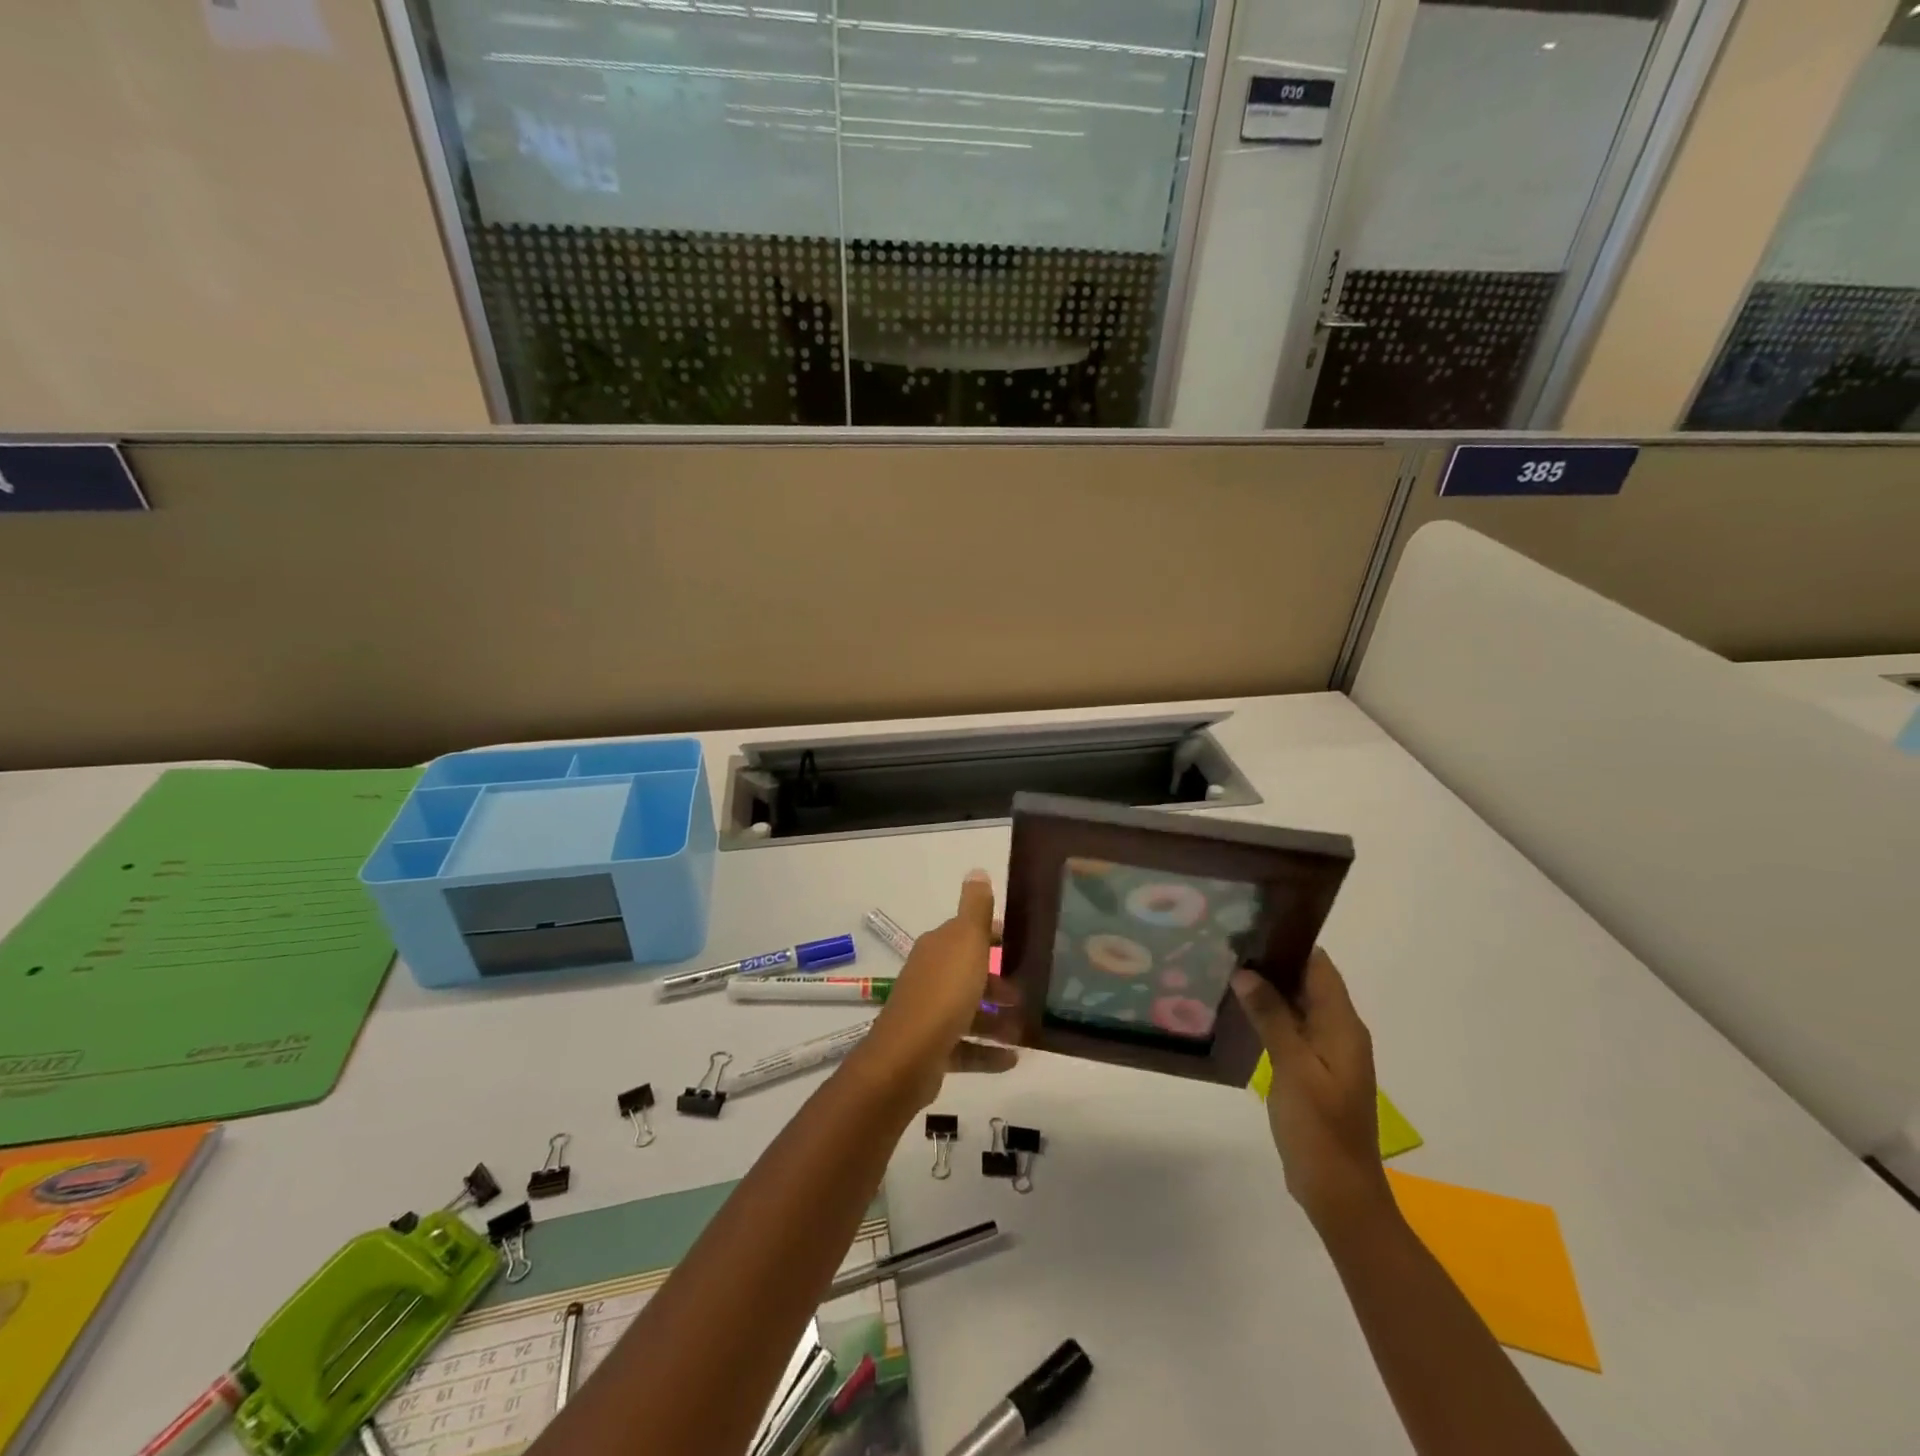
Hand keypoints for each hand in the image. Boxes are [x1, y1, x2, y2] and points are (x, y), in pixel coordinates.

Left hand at [852, 870, 1017, 1110]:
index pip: (967, 933)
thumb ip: (975, 909)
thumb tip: (977, 870)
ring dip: (997, 1019)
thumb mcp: (966, 942)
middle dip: (998, 980)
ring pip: (969, 1011)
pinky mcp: (932, 1049)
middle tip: (1029, 991)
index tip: (1023, 945)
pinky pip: (966, 1048)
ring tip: (1026, 1028)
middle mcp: (930, 976)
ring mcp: (929, 1014)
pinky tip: (1013, 1059)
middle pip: (968, 973)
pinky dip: (989, 1052)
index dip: (994, 936)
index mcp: (938, 948)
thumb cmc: (944, 993)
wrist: (907, 1058)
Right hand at [1232, 949, 1389, 1227]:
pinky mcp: (1314, 1072)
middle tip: (1228, 946)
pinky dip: (1271, 1017)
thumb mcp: (1293, 1067)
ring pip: (1298, 1006)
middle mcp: (1340, 1032)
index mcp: (1343, 1026)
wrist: (1339, 1192)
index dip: (1290, 944)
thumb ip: (1271, 1016)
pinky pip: (1293, 1030)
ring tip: (1227, 972)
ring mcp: (1328, 1054)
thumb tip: (1246, 972)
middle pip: (1309, 983)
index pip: (1320, 967)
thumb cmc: (1319, 1126)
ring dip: (1269, 990)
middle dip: (1274, 964)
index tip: (1251, 927)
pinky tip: (1241, 1014)